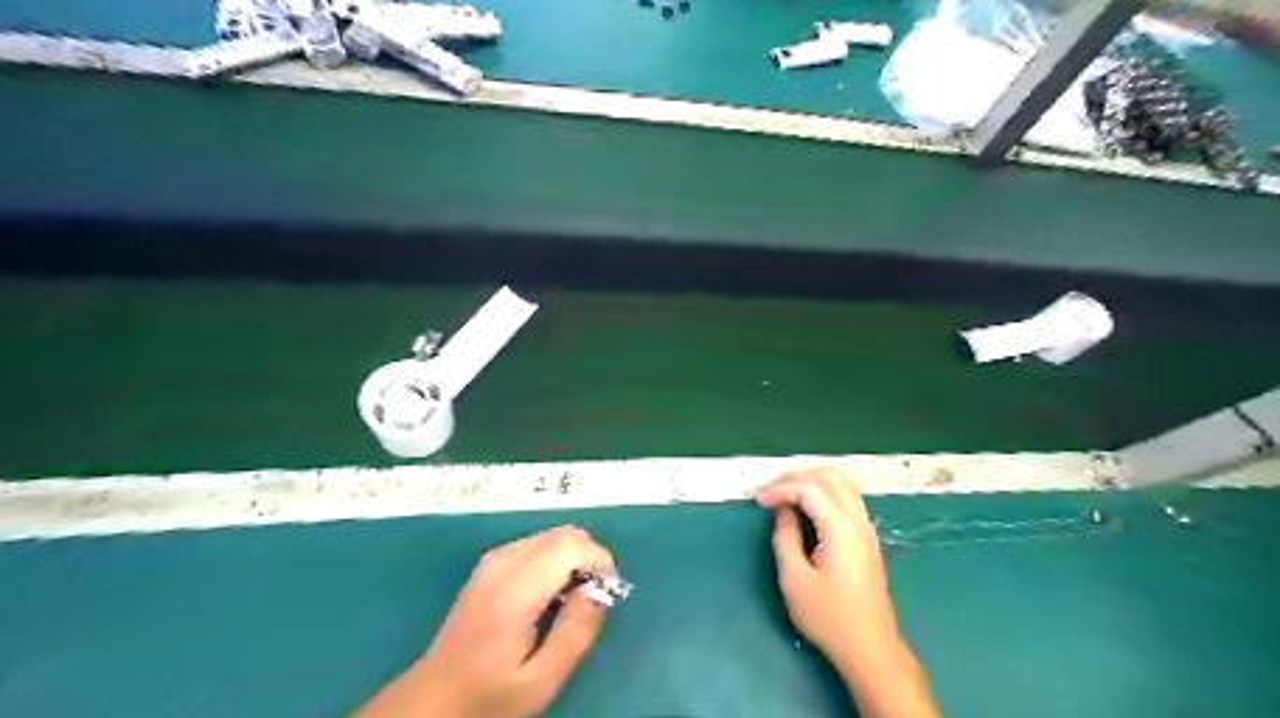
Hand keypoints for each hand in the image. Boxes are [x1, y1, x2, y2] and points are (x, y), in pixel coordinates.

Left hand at [353, 525, 615, 714]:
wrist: (434, 698)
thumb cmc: (489, 696)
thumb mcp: (542, 680)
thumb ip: (576, 631)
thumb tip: (599, 589)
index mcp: (513, 592)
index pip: (570, 546)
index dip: (598, 561)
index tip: (606, 593)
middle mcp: (502, 563)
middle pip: (564, 534)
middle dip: (589, 558)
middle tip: (591, 600)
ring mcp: (493, 559)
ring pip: (553, 536)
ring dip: (573, 559)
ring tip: (570, 602)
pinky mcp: (490, 562)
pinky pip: (538, 544)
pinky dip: (556, 560)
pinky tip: (549, 595)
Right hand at [752, 469, 936, 715]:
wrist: (869, 648)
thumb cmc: (828, 617)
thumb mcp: (794, 579)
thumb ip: (785, 537)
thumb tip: (782, 511)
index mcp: (841, 528)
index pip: (810, 488)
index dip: (781, 488)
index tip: (759, 501)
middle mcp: (858, 520)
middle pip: (829, 476)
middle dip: (796, 476)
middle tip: (770, 490)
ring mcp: (866, 528)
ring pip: (842, 482)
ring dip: (812, 480)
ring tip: (785, 492)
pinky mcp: (867, 538)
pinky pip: (847, 497)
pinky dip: (824, 490)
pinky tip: (807, 505)